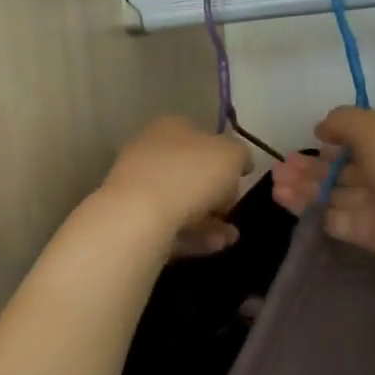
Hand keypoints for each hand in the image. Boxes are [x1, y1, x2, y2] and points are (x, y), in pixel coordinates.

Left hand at [100, 116, 250, 255]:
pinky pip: (171, 226)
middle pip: (191, 172)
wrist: (139, 216)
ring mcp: (138, 187)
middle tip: (233, 209)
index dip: (225, 156)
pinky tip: (216, 246)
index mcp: (171, 127)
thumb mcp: (231, 155)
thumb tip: (241, 163)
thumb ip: (240, 155)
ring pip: (182, 202)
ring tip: (231, 236)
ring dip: (210, 220)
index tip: (241, 178)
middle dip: (216, 193)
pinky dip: (195, 235)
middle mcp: (150, 152)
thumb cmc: (190, 174)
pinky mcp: (133, 220)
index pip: (202, 136)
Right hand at [270, 109, 374, 282]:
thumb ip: (344, 121)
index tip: (314, 138)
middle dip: (313, 165)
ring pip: (338, 192)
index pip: (369, 134)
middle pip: (347, 166)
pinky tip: (285, 199)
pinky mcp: (373, 234)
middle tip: (279, 166)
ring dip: (306, 186)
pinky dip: (311, 209)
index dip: (339, 136)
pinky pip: (337, 218)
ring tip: (275, 182)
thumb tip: (322, 128)